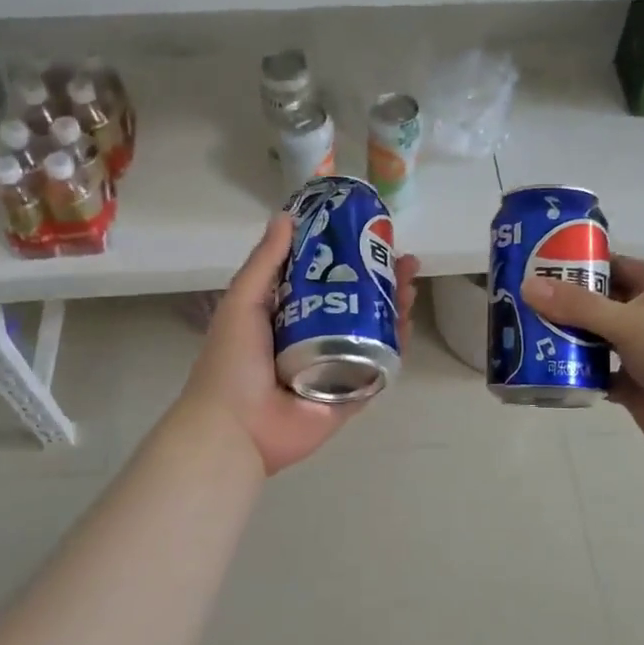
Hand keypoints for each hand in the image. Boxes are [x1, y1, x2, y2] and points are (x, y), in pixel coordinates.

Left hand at [182, 214, 420, 476]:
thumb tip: (286, 216)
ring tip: (410, 283)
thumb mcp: (242, 302)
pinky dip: (395, 346)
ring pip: (372, 332)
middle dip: (380, 279)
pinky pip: (378, 368)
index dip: (346, 256)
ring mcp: (335, 368)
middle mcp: (313, 338)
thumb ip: (265, 262)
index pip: (323, 279)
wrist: (236, 428)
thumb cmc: (233, 361)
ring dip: (392, 307)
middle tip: (402, 259)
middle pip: (355, 303)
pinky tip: (407, 322)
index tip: (366, 235)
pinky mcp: (350, 396)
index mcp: (285, 316)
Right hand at [522, 257, 643, 465]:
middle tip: (518, 301)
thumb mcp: (626, 322)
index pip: (610, 265)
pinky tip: (544, 369)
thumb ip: (576, 306)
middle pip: (597, 303)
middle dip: (562, 304)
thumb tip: (527, 286)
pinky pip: (597, 373)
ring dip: (566, 339)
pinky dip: (575, 372)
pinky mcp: (635, 384)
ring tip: (523, 333)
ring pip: (595, 338)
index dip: (576, 263)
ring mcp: (642, 351)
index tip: (535, 265)